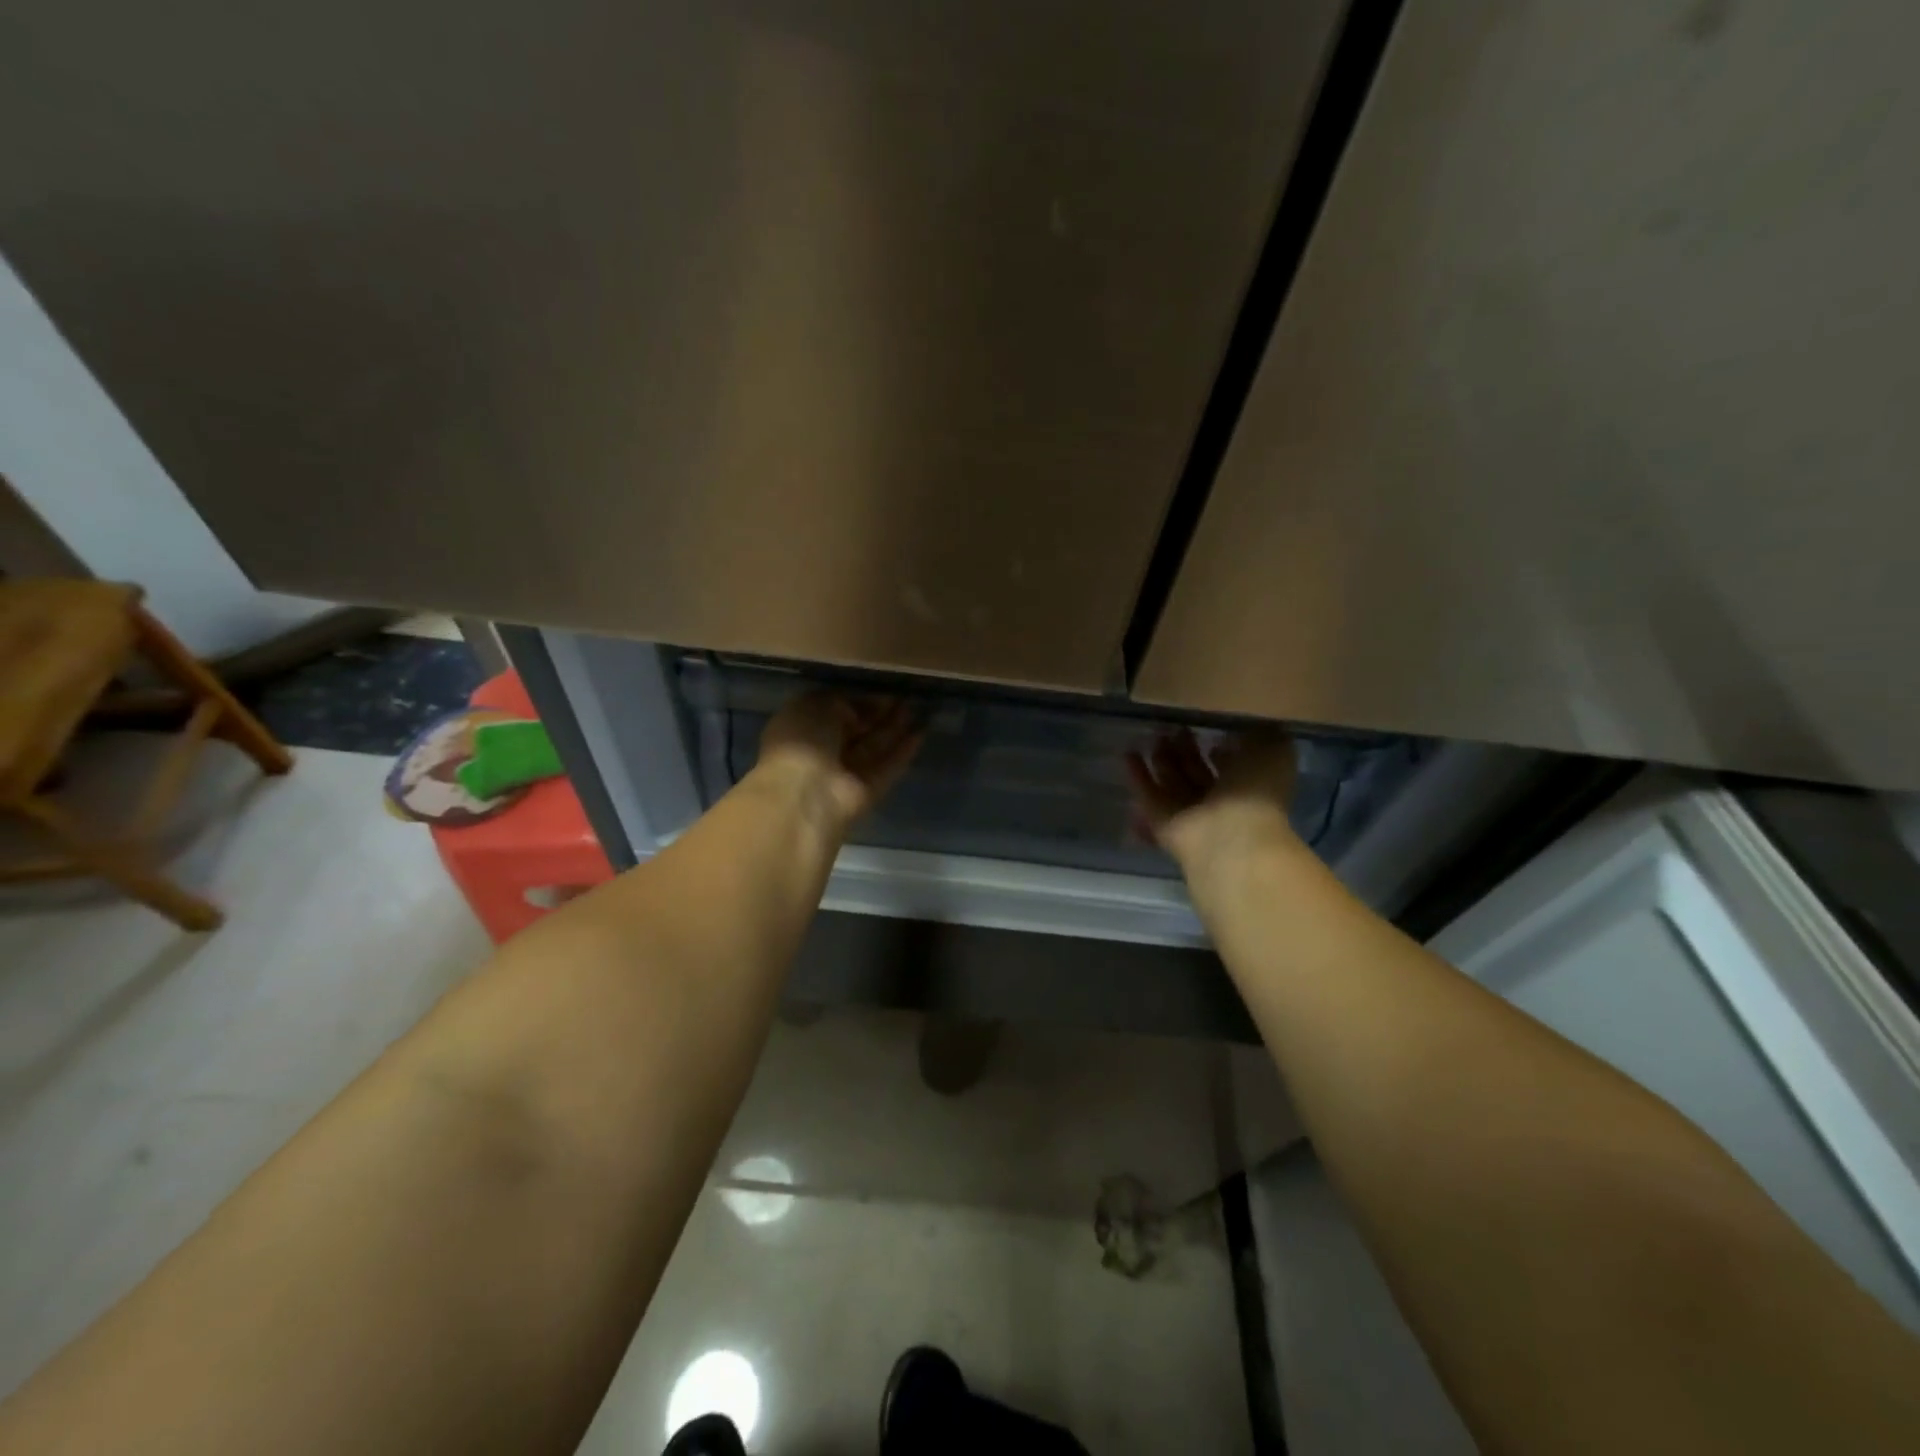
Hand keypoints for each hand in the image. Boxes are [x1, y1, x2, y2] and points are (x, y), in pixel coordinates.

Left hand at [753, 691, 923, 833]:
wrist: (804, 793)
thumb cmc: (802, 739)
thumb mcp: (816, 703)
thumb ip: (843, 700)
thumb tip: (865, 707)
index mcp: (801, 726)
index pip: (834, 709)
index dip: (859, 699)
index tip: (883, 689)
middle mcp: (822, 750)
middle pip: (856, 729)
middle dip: (879, 714)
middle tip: (905, 698)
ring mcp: (845, 773)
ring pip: (873, 747)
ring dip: (894, 729)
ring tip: (919, 710)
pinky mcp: (866, 791)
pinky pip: (887, 767)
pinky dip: (902, 752)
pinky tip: (921, 734)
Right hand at [1126, 727, 1299, 868]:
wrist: (1231, 836)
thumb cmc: (1256, 791)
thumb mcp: (1274, 751)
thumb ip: (1261, 736)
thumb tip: (1242, 730)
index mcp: (1250, 787)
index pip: (1234, 767)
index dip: (1223, 752)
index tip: (1211, 732)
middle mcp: (1220, 803)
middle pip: (1198, 774)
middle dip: (1186, 751)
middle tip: (1172, 728)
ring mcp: (1190, 816)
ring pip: (1173, 783)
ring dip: (1162, 760)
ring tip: (1151, 735)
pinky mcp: (1163, 824)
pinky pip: (1149, 796)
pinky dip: (1138, 775)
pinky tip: (1128, 752)